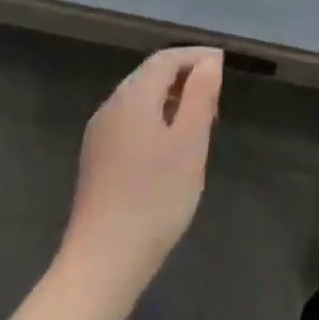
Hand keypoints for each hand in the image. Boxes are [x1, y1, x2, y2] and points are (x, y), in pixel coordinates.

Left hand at [61, 47, 223, 300]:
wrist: (101, 264)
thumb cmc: (154, 198)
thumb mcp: (189, 143)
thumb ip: (200, 95)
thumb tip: (209, 61)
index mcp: (133, 96)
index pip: (166, 58)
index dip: (196, 56)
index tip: (223, 65)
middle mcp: (111, 105)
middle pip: (150, 75)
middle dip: (184, 77)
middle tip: (215, 98)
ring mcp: (99, 134)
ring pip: (139, 99)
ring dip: (170, 99)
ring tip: (198, 122)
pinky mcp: (96, 160)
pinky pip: (130, 122)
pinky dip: (154, 119)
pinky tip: (169, 148)